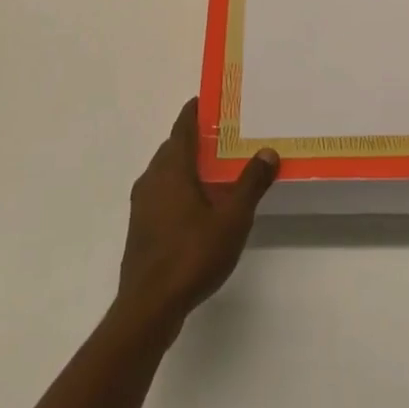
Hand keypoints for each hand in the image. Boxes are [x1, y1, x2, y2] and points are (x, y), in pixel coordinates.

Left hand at [117, 99, 278, 332]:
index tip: (212, 100)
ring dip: (187, 165)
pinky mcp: (140, 228)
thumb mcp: (232, 218)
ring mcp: (142, 204)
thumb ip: (250, 183)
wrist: (149, 307)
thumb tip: (268, 151)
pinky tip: (198, 206)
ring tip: (216, 169)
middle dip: (195, 138)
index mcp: (172, 167)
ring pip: (166, 172)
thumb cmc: (192, 254)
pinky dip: (179, 188)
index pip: (182, 126)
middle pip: (173, 147)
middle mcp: (152, 178)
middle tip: (224, 135)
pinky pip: (161, 193)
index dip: (196, 110)